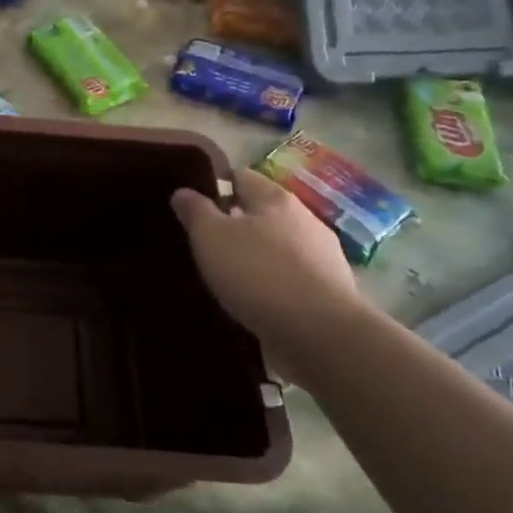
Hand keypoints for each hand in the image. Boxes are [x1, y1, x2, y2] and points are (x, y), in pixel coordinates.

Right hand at [171, 167, 368, 368]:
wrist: (320, 334)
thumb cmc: (259, 274)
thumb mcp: (211, 237)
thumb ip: (196, 211)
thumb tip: (184, 191)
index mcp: (275, 198)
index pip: (240, 177)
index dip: (214, 186)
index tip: (191, 205)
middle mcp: (304, 219)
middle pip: (261, 213)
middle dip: (234, 224)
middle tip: (202, 244)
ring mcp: (321, 256)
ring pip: (277, 248)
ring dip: (254, 258)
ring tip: (224, 277)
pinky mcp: (328, 292)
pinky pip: (290, 279)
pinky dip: (271, 286)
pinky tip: (253, 303)